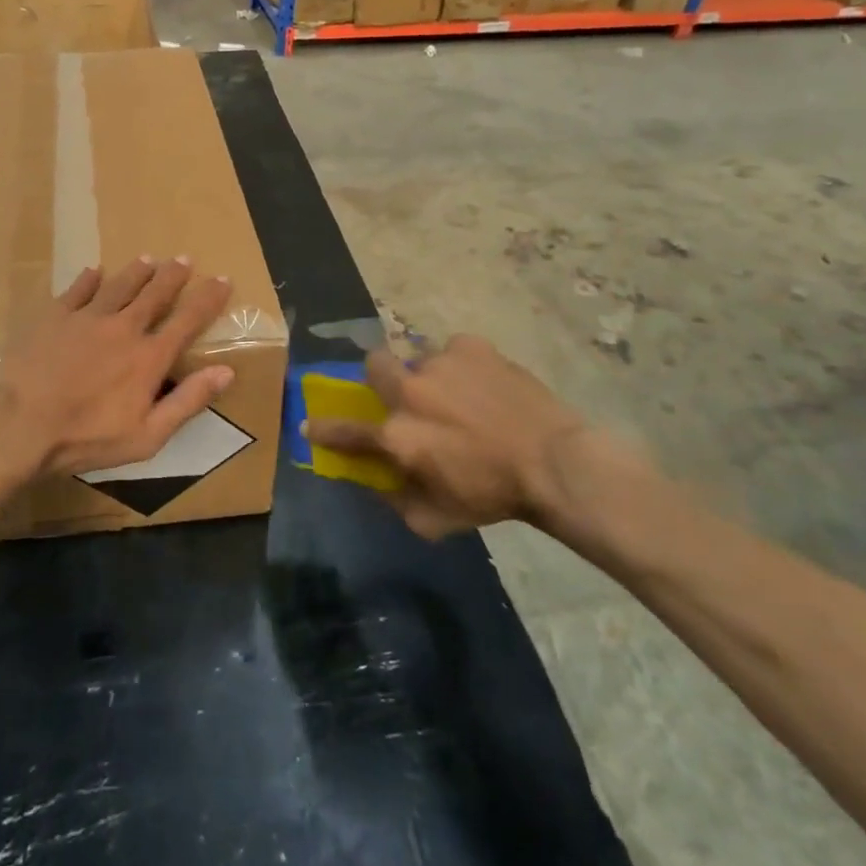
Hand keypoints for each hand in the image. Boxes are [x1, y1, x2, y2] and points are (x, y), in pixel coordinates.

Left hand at [0, 257, 234, 494]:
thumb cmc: (86, 437)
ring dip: (137, 272)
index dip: (209, 299)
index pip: (188, 321)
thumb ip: (187, 402)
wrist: (20, 423)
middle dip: (173, 275)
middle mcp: (123, 328)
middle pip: (154, 294)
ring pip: (119, 286)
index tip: (223, 279)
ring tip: (148, 259)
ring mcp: (87, 318)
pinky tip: (94, 271)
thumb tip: (226, 372)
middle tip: (185, 259)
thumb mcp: (147, 435)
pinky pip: (77, 290)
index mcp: (148, 357)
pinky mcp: (55, 317)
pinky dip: (89, 279)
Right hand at [303, 335, 590, 539]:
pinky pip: (453, 350)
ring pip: (418, 358)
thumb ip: (395, 499)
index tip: (310, 423)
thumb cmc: (494, 496)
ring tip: (460, 395)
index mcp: (398, 436)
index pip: (346, 430)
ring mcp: (439, 363)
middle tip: (405, 394)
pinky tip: (484, 385)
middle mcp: (410, 391)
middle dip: (381, 377)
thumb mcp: (437, 519)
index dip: (325, 428)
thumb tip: (373, 479)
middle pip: (373, 365)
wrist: (555, 463)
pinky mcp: (469, 346)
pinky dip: (462, 365)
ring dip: (429, 376)